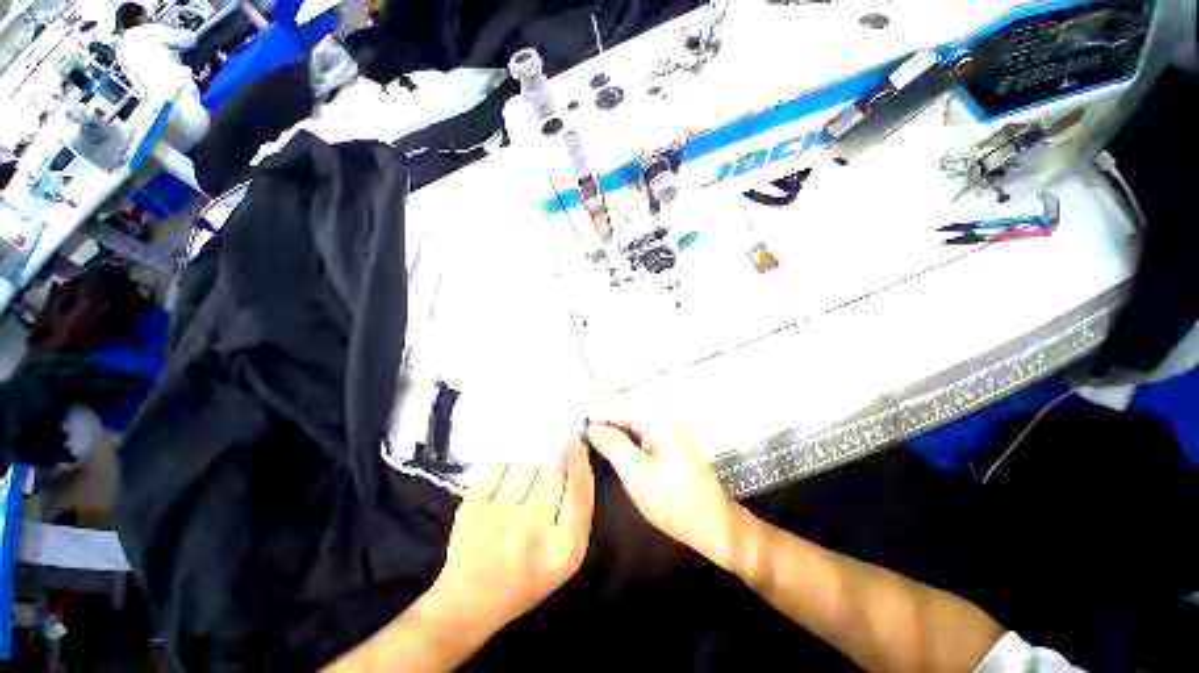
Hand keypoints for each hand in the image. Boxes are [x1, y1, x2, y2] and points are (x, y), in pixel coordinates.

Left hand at [431, 440, 594, 638]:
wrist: (469, 602)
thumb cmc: (527, 579)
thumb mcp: (565, 557)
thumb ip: (578, 512)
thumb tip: (579, 461)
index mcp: (563, 549)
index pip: (579, 490)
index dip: (579, 461)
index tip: (576, 442)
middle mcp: (533, 530)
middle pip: (554, 472)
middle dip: (555, 459)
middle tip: (552, 455)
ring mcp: (501, 518)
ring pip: (527, 465)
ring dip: (530, 466)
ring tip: (524, 482)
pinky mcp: (473, 509)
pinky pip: (498, 466)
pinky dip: (503, 466)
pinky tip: (503, 479)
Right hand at [588, 416, 740, 568]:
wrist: (713, 525)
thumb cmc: (673, 500)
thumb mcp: (636, 473)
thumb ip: (612, 444)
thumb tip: (592, 427)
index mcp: (658, 420)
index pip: (617, 411)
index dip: (594, 419)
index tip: (571, 427)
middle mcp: (664, 419)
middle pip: (624, 417)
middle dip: (603, 427)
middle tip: (576, 438)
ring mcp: (669, 432)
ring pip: (631, 429)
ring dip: (612, 436)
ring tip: (588, 444)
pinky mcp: (670, 446)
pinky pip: (641, 439)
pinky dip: (625, 445)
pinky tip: (611, 453)